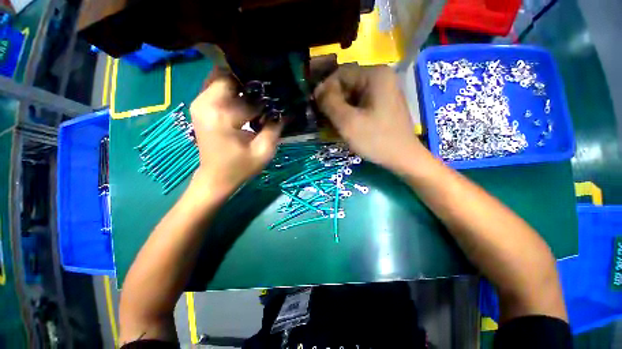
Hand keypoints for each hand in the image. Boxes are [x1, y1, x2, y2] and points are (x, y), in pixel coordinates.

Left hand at [189, 69, 282, 196]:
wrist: (216, 178)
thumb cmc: (240, 167)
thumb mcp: (263, 151)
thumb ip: (275, 128)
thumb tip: (284, 110)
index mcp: (222, 115)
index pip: (248, 95)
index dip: (266, 98)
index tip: (278, 103)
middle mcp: (205, 102)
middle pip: (229, 75)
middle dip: (251, 83)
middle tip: (268, 95)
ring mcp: (199, 103)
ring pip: (221, 77)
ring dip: (241, 85)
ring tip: (258, 97)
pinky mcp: (200, 106)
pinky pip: (216, 86)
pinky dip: (232, 89)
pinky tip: (245, 101)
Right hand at [314, 65, 426, 171]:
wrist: (403, 158)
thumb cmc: (376, 140)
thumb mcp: (348, 122)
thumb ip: (329, 103)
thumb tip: (317, 90)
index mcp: (374, 75)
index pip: (340, 74)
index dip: (325, 89)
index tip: (315, 108)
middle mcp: (381, 77)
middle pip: (347, 84)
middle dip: (333, 100)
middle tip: (323, 119)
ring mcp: (384, 91)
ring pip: (353, 95)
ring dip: (340, 108)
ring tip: (333, 124)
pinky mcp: (383, 103)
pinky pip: (360, 103)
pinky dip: (350, 112)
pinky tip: (345, 125)